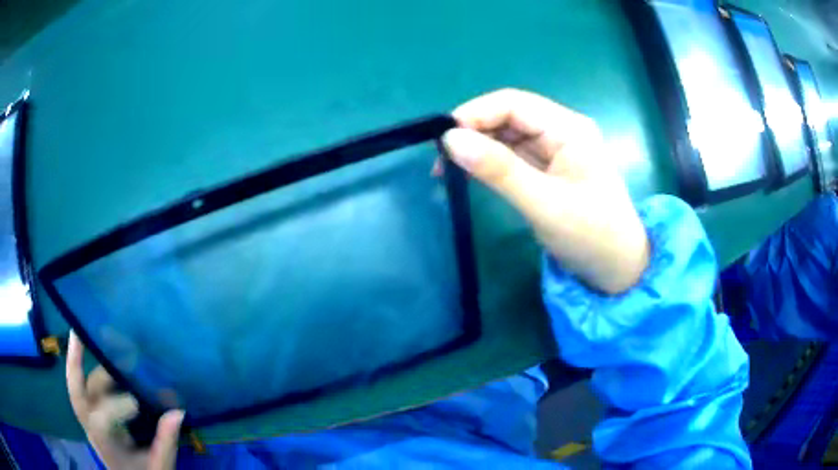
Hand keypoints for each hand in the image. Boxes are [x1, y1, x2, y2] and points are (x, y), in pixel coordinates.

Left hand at [66, 331, 183, 469]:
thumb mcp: (159, 468)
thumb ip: (166, 443)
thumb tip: (178, 411)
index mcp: (107, 445)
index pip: (102, 422)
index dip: (116, 408)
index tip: (138, 403)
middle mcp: (91, 427)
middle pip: (79, 395)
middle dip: (76, 364)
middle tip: (79, 332)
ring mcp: (88, 417)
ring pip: (81, 384)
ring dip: (86, 360)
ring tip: (102, 339)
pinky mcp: (91, 410)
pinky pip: (82, 384)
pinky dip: (81, 364)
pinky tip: (89, 346)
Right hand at [443, 89, 648, 293]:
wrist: (617, 269)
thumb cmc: (591, 236)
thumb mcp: (544, 204)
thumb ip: (498, 170)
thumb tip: (450, 140)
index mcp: (568, 128)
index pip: (513, 103)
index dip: (474, 114)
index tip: (443, 139)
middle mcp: (561, 130)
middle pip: (508, 116)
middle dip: (473, 131)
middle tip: (441, 159)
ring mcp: (555, 149)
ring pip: (507, 135)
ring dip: (478, 147)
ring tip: (448, 169)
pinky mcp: (549, 168)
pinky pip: (513, 155)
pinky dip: (490, 162)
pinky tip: (471, 174)